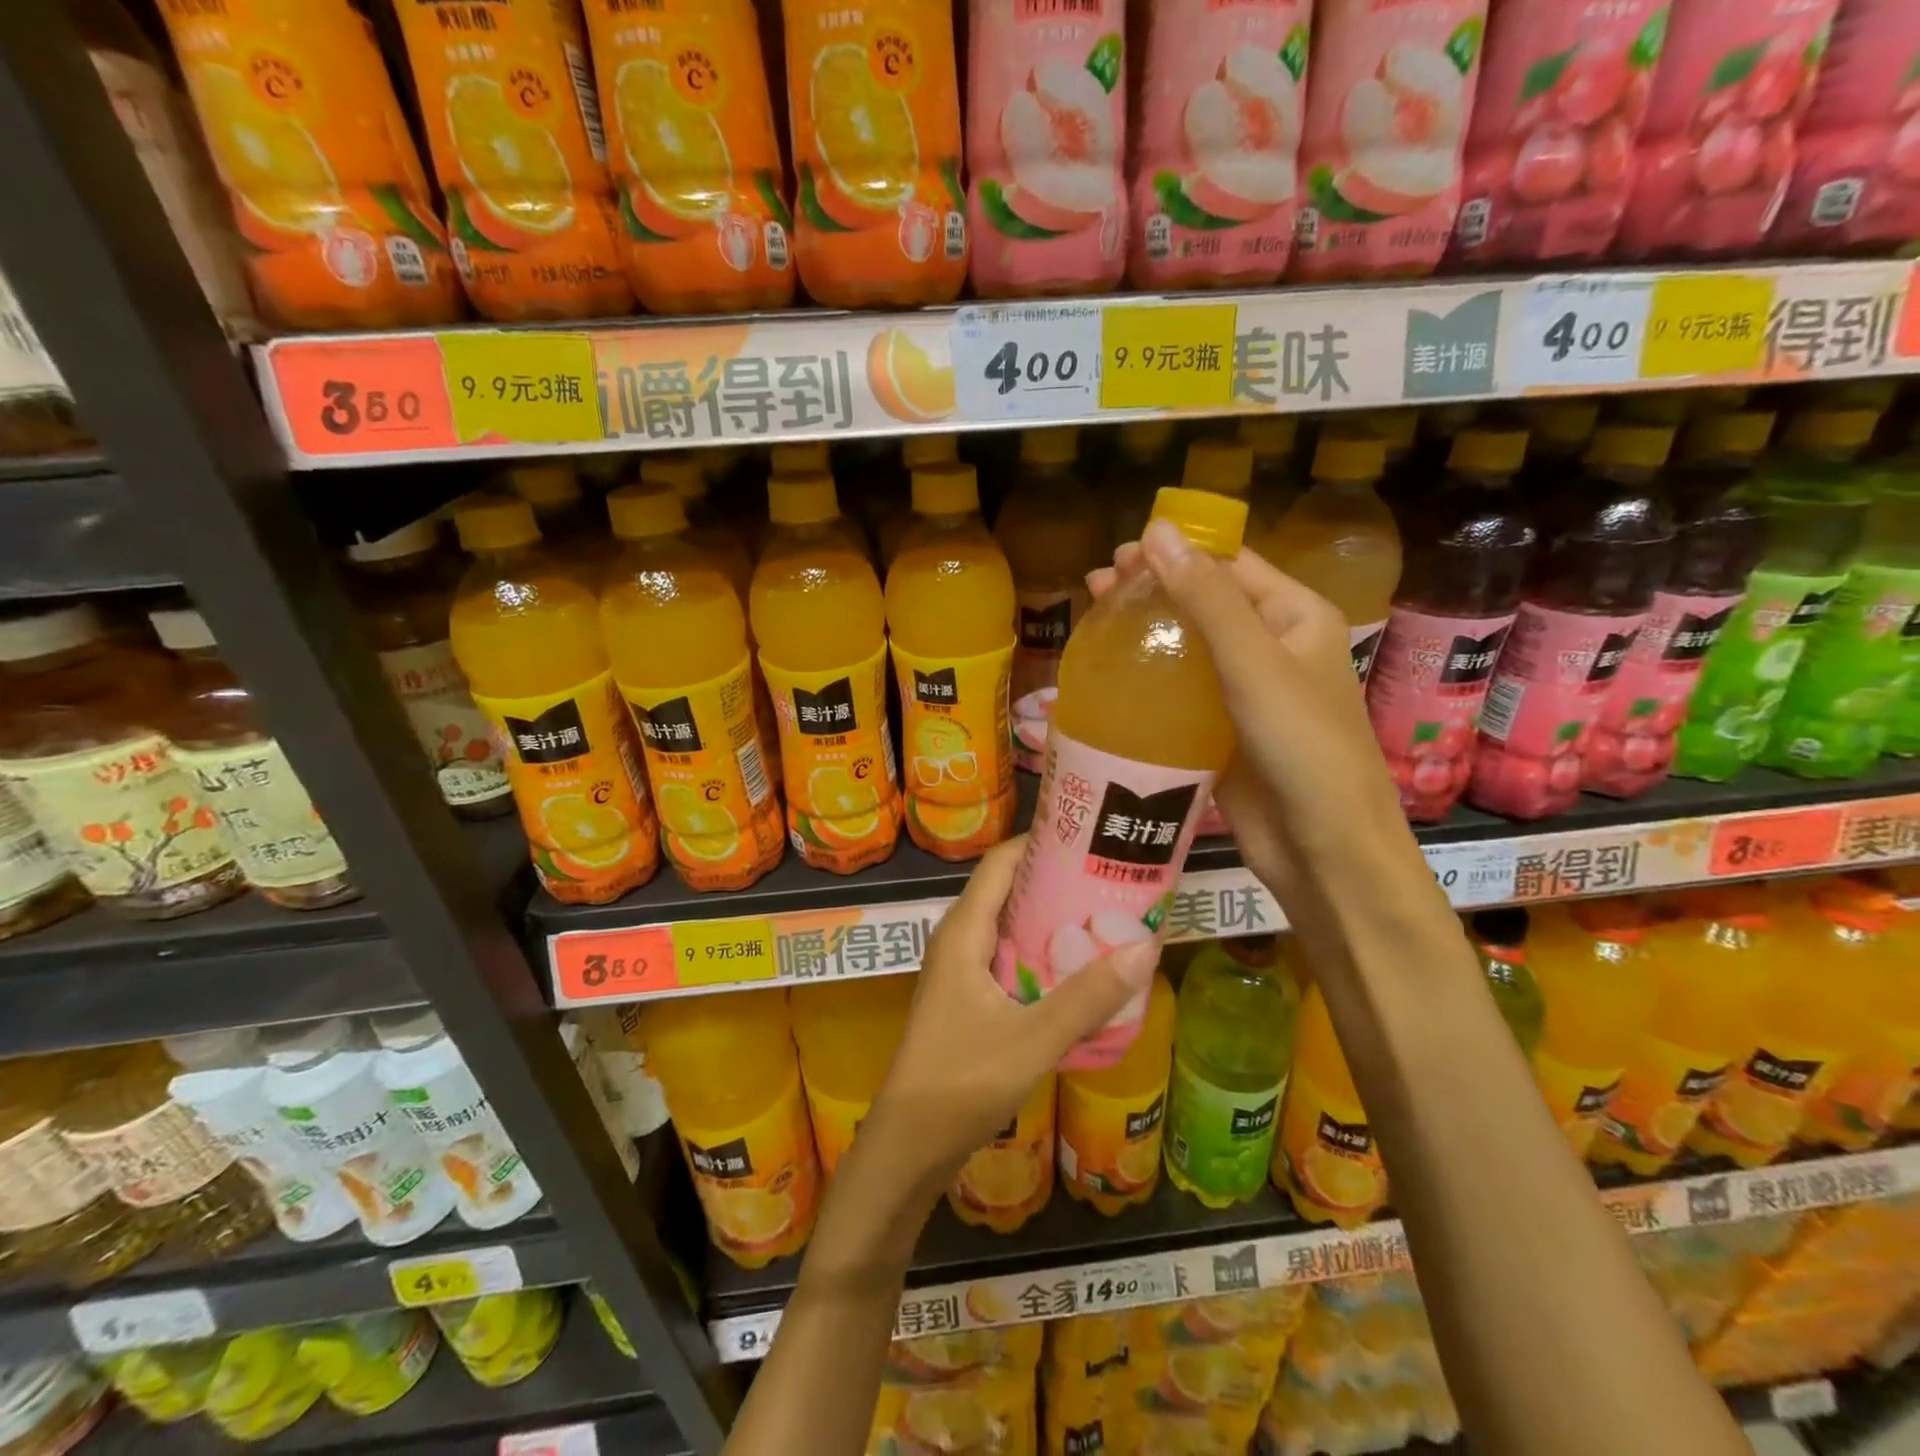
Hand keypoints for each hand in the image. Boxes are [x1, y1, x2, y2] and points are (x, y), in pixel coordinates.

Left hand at [869, 836, 1157, 1188]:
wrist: (909, 1144)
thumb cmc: (961, 1081)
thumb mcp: (1032, 1039)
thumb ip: (1087, 997)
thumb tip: (1145, 946)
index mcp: (963, 932)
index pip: (1001, 862)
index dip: (1040, 841)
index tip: (1090, 836)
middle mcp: (959, 940)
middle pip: (1008, 889)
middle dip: (1056, 879)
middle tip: (1111, 875)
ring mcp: (961, 969)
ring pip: (1009, 925)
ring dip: (1051, 917)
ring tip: (1105, 913)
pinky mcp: (968, 997)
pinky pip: (1008, 956)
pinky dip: (1041, 951)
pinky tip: (1078, 967)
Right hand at [1088, 520, 1408, 907]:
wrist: (1323, 847)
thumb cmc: (1302, 745)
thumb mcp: (1254, 662)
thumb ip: (1206, 599)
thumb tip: (1156, 531)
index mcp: (1295, 617)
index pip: (1232, 565)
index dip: (1178, 551)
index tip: (1120, 551)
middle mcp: (1272, 648)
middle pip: (1205, 603)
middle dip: (1154, 589)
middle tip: (1096, 585)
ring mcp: (1245, 693)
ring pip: (1188, 648)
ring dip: (1146, 631)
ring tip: (1094, 620)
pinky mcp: (1222, 730)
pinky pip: (1181, 693)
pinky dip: (1149, 678)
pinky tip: (1112, 675)